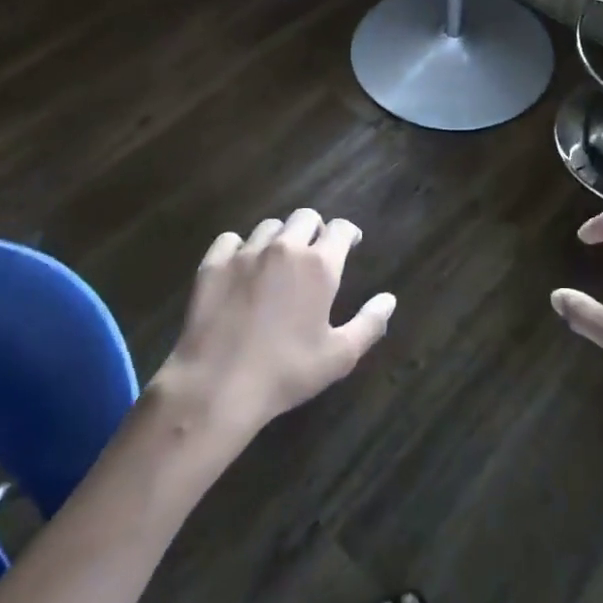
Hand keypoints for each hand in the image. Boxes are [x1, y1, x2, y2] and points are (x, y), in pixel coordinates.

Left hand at [151, 209, 395, 444]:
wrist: (218, 386)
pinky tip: (241, 268)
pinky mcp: (213, 264)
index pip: (340, 228)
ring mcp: (245, 253)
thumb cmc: (286, 372)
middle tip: (314, 252)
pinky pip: (230, 240)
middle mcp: (284, 248)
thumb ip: (370, 323)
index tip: (350, 243)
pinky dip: (240, 248)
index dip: (348, 233)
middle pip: (304, 216)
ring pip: (269, 227)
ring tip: (278, 261)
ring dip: (279, 238)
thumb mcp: (339, 356)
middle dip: (314, 229)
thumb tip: (389, 299)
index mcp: (319, 265)